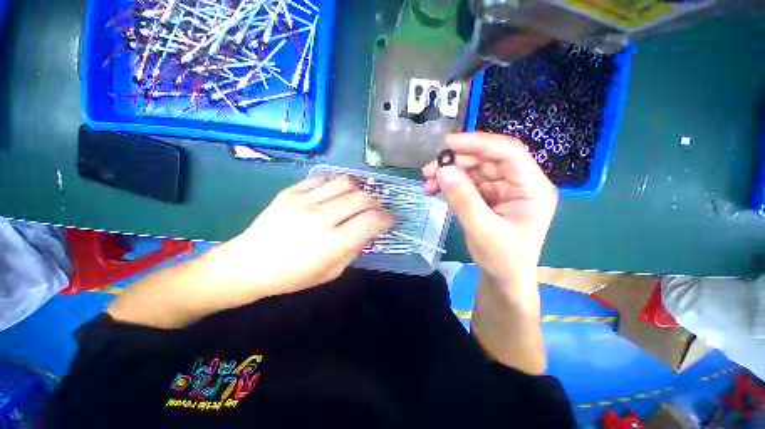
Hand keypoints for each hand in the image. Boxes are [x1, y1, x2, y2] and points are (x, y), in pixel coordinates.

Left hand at [204, 176, 393, 308]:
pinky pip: (321, 179)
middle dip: (376, 202)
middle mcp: (321, 217)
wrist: (249, 264)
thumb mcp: (331, 272)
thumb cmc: (293, 276)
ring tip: (358, 197)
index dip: (386, 218)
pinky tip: (334, 193)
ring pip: (344, 182)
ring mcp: (304, 201)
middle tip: (376, 209)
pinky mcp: (290, 192)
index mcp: (333, 243)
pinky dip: (334, 183)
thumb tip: (369, 230)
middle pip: (362, 198)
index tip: (390, 219)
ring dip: (358, 189)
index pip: (371, 221)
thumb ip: (354, 249)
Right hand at [422, 132, 557, 285]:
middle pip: (488, 159)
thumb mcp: (481, 230)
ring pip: (475, 170)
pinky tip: (435, 189)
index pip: (509, 153)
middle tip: (428, 170)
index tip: (448, 143)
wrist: (503, 278)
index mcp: (533, 188)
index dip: (478, 143)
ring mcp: (504, 189)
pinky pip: (469, 182)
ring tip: (427, 182)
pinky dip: (451, 184)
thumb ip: (463, 199)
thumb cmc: (501, 258)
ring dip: (450, 173)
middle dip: (456, 162)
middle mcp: (520, 183)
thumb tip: (442, 170)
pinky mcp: (490, 196)